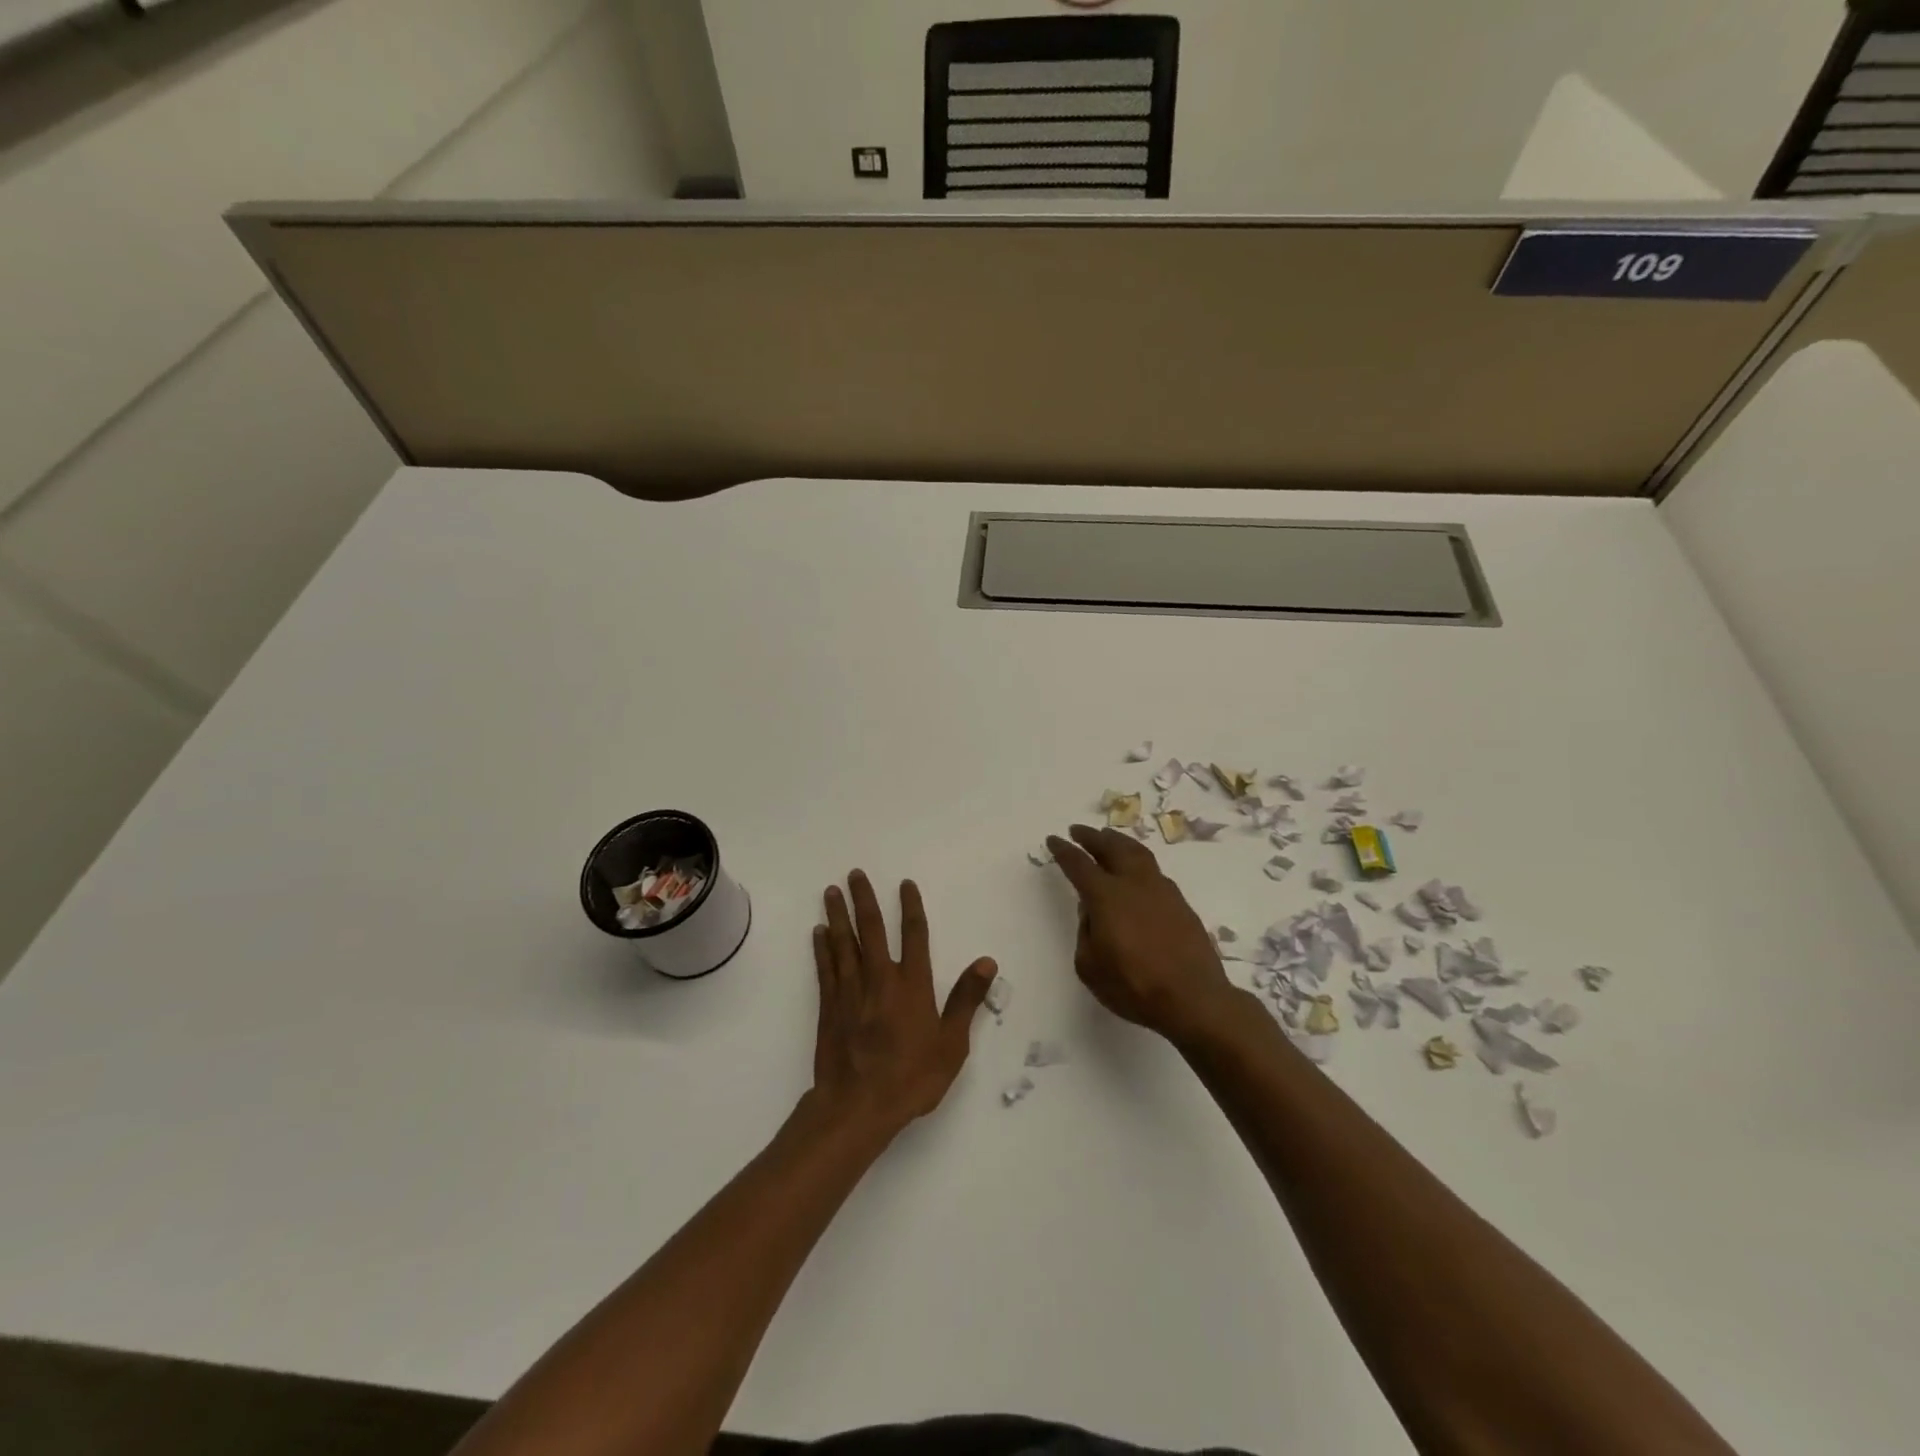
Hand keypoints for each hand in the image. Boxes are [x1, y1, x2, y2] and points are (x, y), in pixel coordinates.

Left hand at [810, 870, 997, 1140]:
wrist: (858, 1106)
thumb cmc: (911, 1078)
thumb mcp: (951, 1044)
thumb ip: (966, 999)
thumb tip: (986, 962)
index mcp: (912, 985)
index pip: (914, 935)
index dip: (910, 907)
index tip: (904, 884)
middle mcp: (880, 979)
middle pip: (871, 929)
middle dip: (864, 899)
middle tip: (854, 874)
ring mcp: (851, 991)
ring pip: (843, 943)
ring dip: (838, 915)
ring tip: (831, 891)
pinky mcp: (829, 1006)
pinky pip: (825, 968)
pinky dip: (822, 948)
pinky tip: (819, 932)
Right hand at [1045, 825, 1239, 1044]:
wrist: (1193, 998)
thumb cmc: (1134, 986)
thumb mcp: (1090, 966)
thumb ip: (1085, 932)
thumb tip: (1092, 912)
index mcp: (1106, 896)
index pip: (1079, 864)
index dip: (1064, 850)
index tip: (1054, 840)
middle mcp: (1134, 883)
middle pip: (1111, 848)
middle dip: (1092, 837)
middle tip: (1078, 830)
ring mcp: (1161, 890)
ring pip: (1137, 853)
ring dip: (1119, 842)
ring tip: (1109, 838)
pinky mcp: (1180, 903)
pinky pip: (1154, 870)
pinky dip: (1139, 861)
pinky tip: (1136, 870)